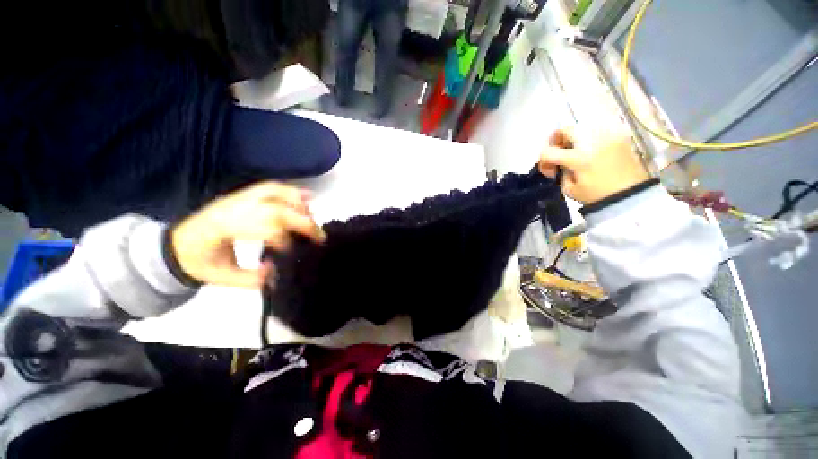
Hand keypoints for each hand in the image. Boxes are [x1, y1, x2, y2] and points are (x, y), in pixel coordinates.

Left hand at [170, 182, 325, 287]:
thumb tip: (281, 271)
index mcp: (223, 227)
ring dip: (300, 203)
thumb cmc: (197, 261)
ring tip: (314, 217)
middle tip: (319, 237)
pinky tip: (307, 196)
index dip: (285, 239)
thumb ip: (252, 279)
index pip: (264, 227)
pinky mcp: (244, 196)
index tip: (294, 253)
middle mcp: (233, 207)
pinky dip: (291, 191)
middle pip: (276, 208)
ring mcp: (238, 198)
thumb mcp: (221, 278)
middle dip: (303, 222)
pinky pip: (270, 187)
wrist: (175, 245)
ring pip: (275, 192)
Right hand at [538, 127, 649, 203]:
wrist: (632, 195)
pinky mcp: (619, 136)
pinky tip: (591, 152)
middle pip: (564, 129)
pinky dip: (589, 138)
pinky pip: (597, 129)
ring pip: (581, 127)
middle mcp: (592, 140)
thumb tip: (561, 165)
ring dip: (573, 139)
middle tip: (559, 154)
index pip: (548, 152)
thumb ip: (561, 173)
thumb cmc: (598, 195)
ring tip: (576, 153)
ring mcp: (607, 135)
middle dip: (556, 141)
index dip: (543, 162)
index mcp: (578, 157)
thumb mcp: (570, 190)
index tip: (550, 172)